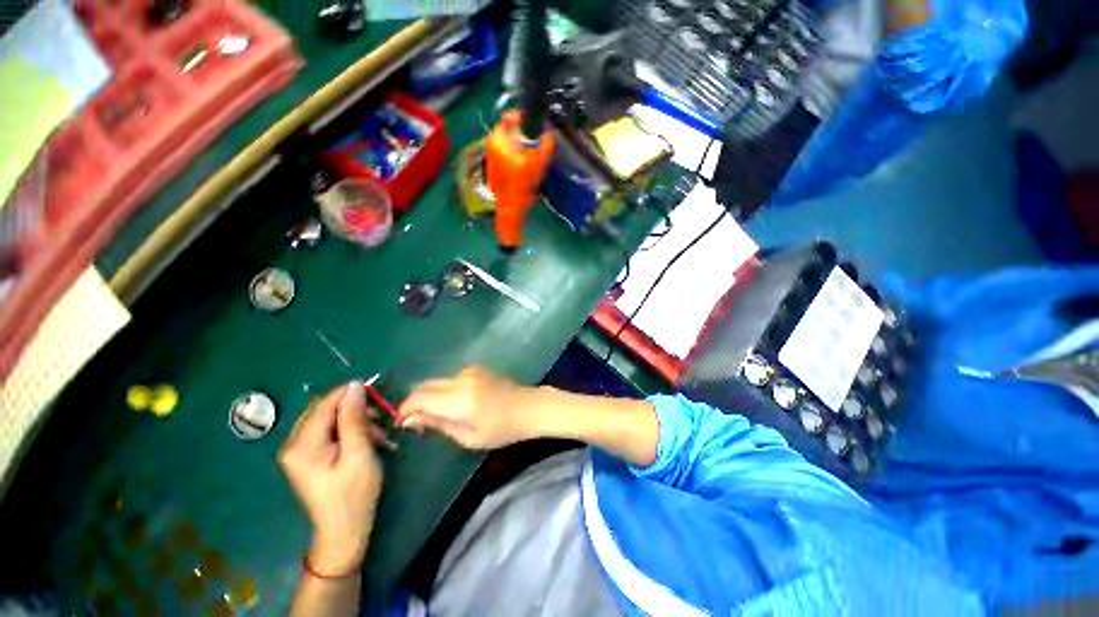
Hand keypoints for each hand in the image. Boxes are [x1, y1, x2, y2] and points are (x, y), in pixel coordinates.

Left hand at [278, 382, 386, 574]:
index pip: (324, 404)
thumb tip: (356, 386)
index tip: (375, 392)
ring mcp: (298, 452)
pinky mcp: (307, 457)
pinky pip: (327, 431)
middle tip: (378, 416)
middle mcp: (293, 444)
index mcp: (302, 445)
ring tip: (375, 431)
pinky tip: (364, 439)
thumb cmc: (354, 494)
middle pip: (323, 410)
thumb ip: (354, 419)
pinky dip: (347, 429)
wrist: (343, 531)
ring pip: (327, 419)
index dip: (349, 393)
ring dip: (352, 419)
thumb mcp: (359, 453)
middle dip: (352, 408)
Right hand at [398, 365, 531, 449]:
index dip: (405, 409)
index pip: (419, 397)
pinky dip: (444, 390)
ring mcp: (469, 370)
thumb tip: (409, 419)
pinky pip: (450, 378)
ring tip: (436, 414)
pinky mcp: (476, 368)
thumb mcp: (468, 437)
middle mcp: (461, 379)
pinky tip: (453, 403)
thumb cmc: (501, 429)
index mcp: (459, 399)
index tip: (401, 422)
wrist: (528, 407)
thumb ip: (438, 424)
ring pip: (437, 381)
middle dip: (415, 401)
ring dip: (430, 395)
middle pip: (425, 385)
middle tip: (416, 420)